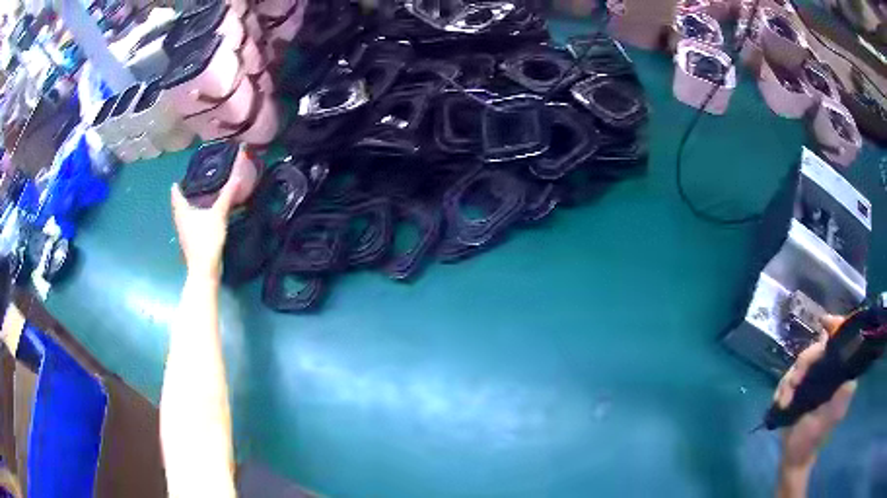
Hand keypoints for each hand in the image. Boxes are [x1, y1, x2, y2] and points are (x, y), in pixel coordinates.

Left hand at [170, 178, 239, 279]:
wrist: (204, 269)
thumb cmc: (206, 239)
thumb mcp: (218, 214)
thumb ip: (227, 196)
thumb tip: (237, 176)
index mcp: (182, 212)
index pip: (176, 194)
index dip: (178, 186)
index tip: (180, 179)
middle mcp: (179, 221)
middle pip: (178, 206)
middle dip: (183, 196)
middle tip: (190, 187)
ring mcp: (183, 234)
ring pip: (182, 217)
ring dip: (187, 209)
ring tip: (196, 202)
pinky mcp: (189, 243)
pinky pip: (188, 226)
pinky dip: (192, 220)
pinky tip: (201, 220)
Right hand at [774, 315, 856, 471]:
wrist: (793, 457)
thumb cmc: (812, 439)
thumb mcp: (828, 421)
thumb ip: (840, 401)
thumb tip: (851, 379)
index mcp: (838, 376)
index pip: (840, 343)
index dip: (835, 327)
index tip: (824, 322)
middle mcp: (826, 373)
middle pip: (815, 350)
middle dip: (803, 363)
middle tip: (794, 384)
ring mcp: (811, 381)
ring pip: (800, 364)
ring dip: (789, 380)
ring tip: (784, 400)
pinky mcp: (798, 389)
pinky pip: (788, 377)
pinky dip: (782, 388)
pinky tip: (780, 401)